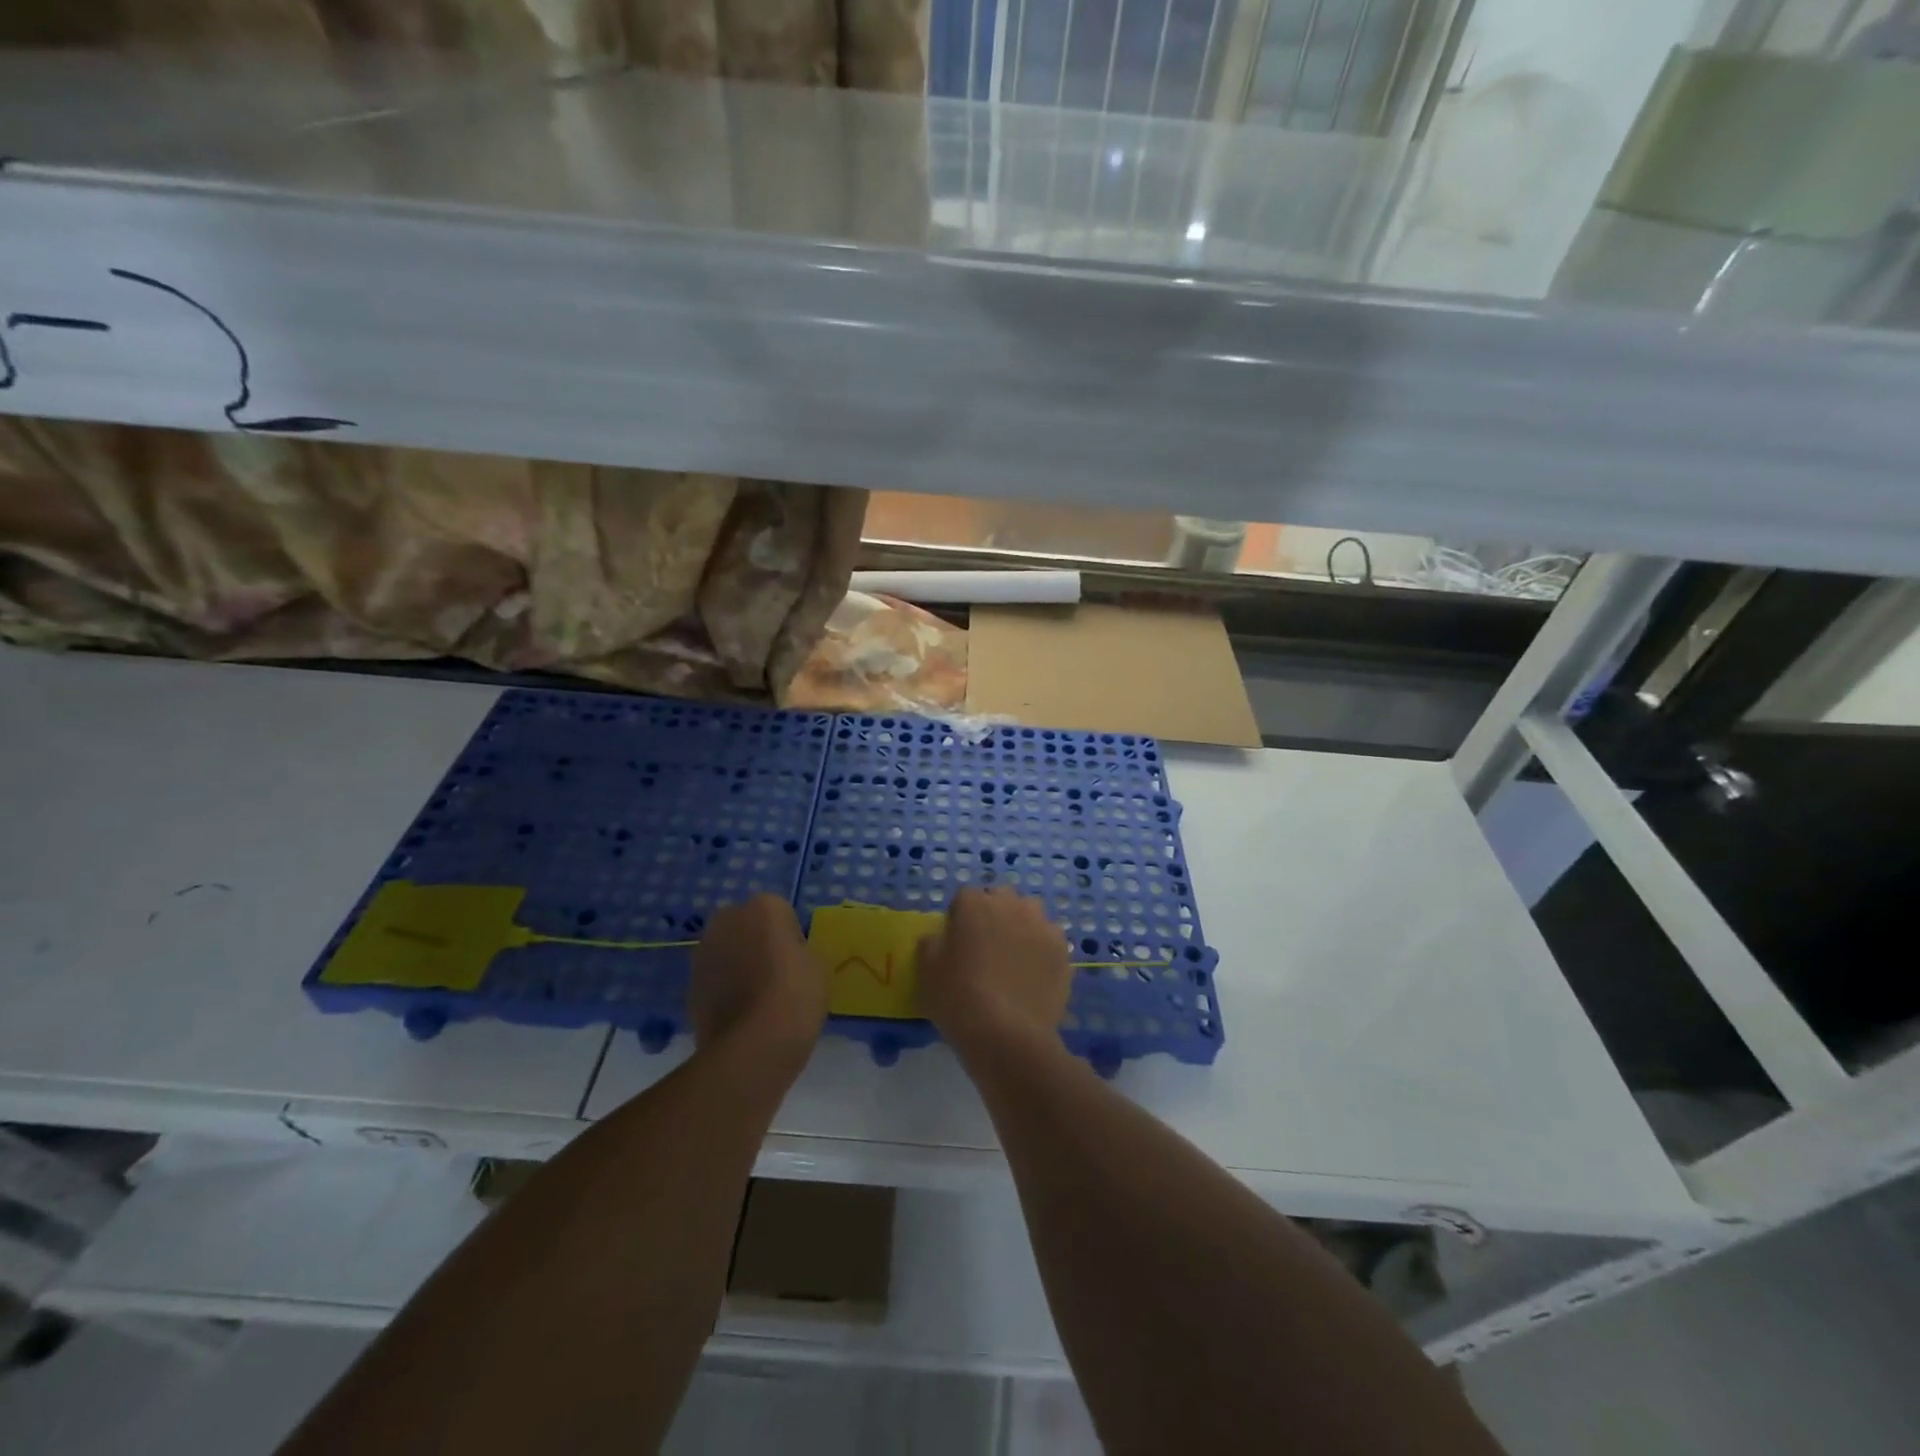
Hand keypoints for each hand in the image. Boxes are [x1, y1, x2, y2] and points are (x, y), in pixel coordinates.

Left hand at [689, 896, 826, 1060]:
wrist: (751, 1047)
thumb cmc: (794, 995)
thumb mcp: (817, 965)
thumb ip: (800, 951)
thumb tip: (787, 956)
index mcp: (763, 907)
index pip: (781, 913)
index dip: (791, 937)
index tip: (798, 961)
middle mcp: (727, 920)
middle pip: (748, 926)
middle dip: (758, 943)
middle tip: (778, 975)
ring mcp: (703, 953)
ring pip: (728, 952)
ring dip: (738, 965)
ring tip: (759, 999)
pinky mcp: (690, 985)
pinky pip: (715, 980)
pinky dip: (725, 991)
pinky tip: (742, 1016)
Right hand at [918, 886, 1072, 1058]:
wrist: (1005, 1033)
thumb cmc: (957, 998)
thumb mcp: (926, 971)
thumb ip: (931, 944)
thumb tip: (940, 938)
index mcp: (975, 904)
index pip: (965, 896)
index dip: (960, 916)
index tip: (957, 940)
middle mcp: (1011, 905)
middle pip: (1001, 898)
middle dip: (994, 913)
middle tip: (987, 945)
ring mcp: (1041, 926)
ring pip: (1031, 914)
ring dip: (1022, 926)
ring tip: (1015, 957)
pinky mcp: (1062, 950)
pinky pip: (1050, 940)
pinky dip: (1042, 950)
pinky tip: (1035, 975)